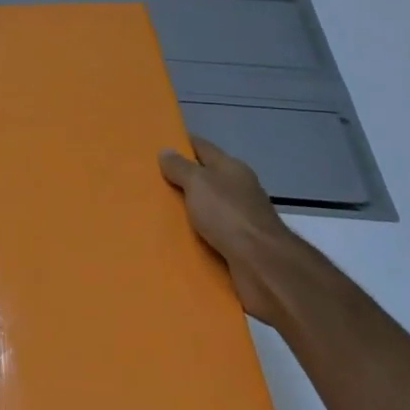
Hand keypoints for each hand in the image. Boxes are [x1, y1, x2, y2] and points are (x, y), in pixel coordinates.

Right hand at [160, 136, 311, 329]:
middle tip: (147, 181)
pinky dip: (193, 235)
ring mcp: (240, 219)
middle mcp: (238, 190)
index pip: (202, 148)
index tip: (156, 145)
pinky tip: (173, 239)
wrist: (262, 265)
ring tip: (153, 212)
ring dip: (185, 210)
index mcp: (231, 169)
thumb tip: (166, 151)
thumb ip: (181, 167)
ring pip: (205, 208)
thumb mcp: (198, 183)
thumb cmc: (228, 215)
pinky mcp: (238, 246)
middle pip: (204, 178)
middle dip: (179, 179)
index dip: (181, 144)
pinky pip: (209, 235)